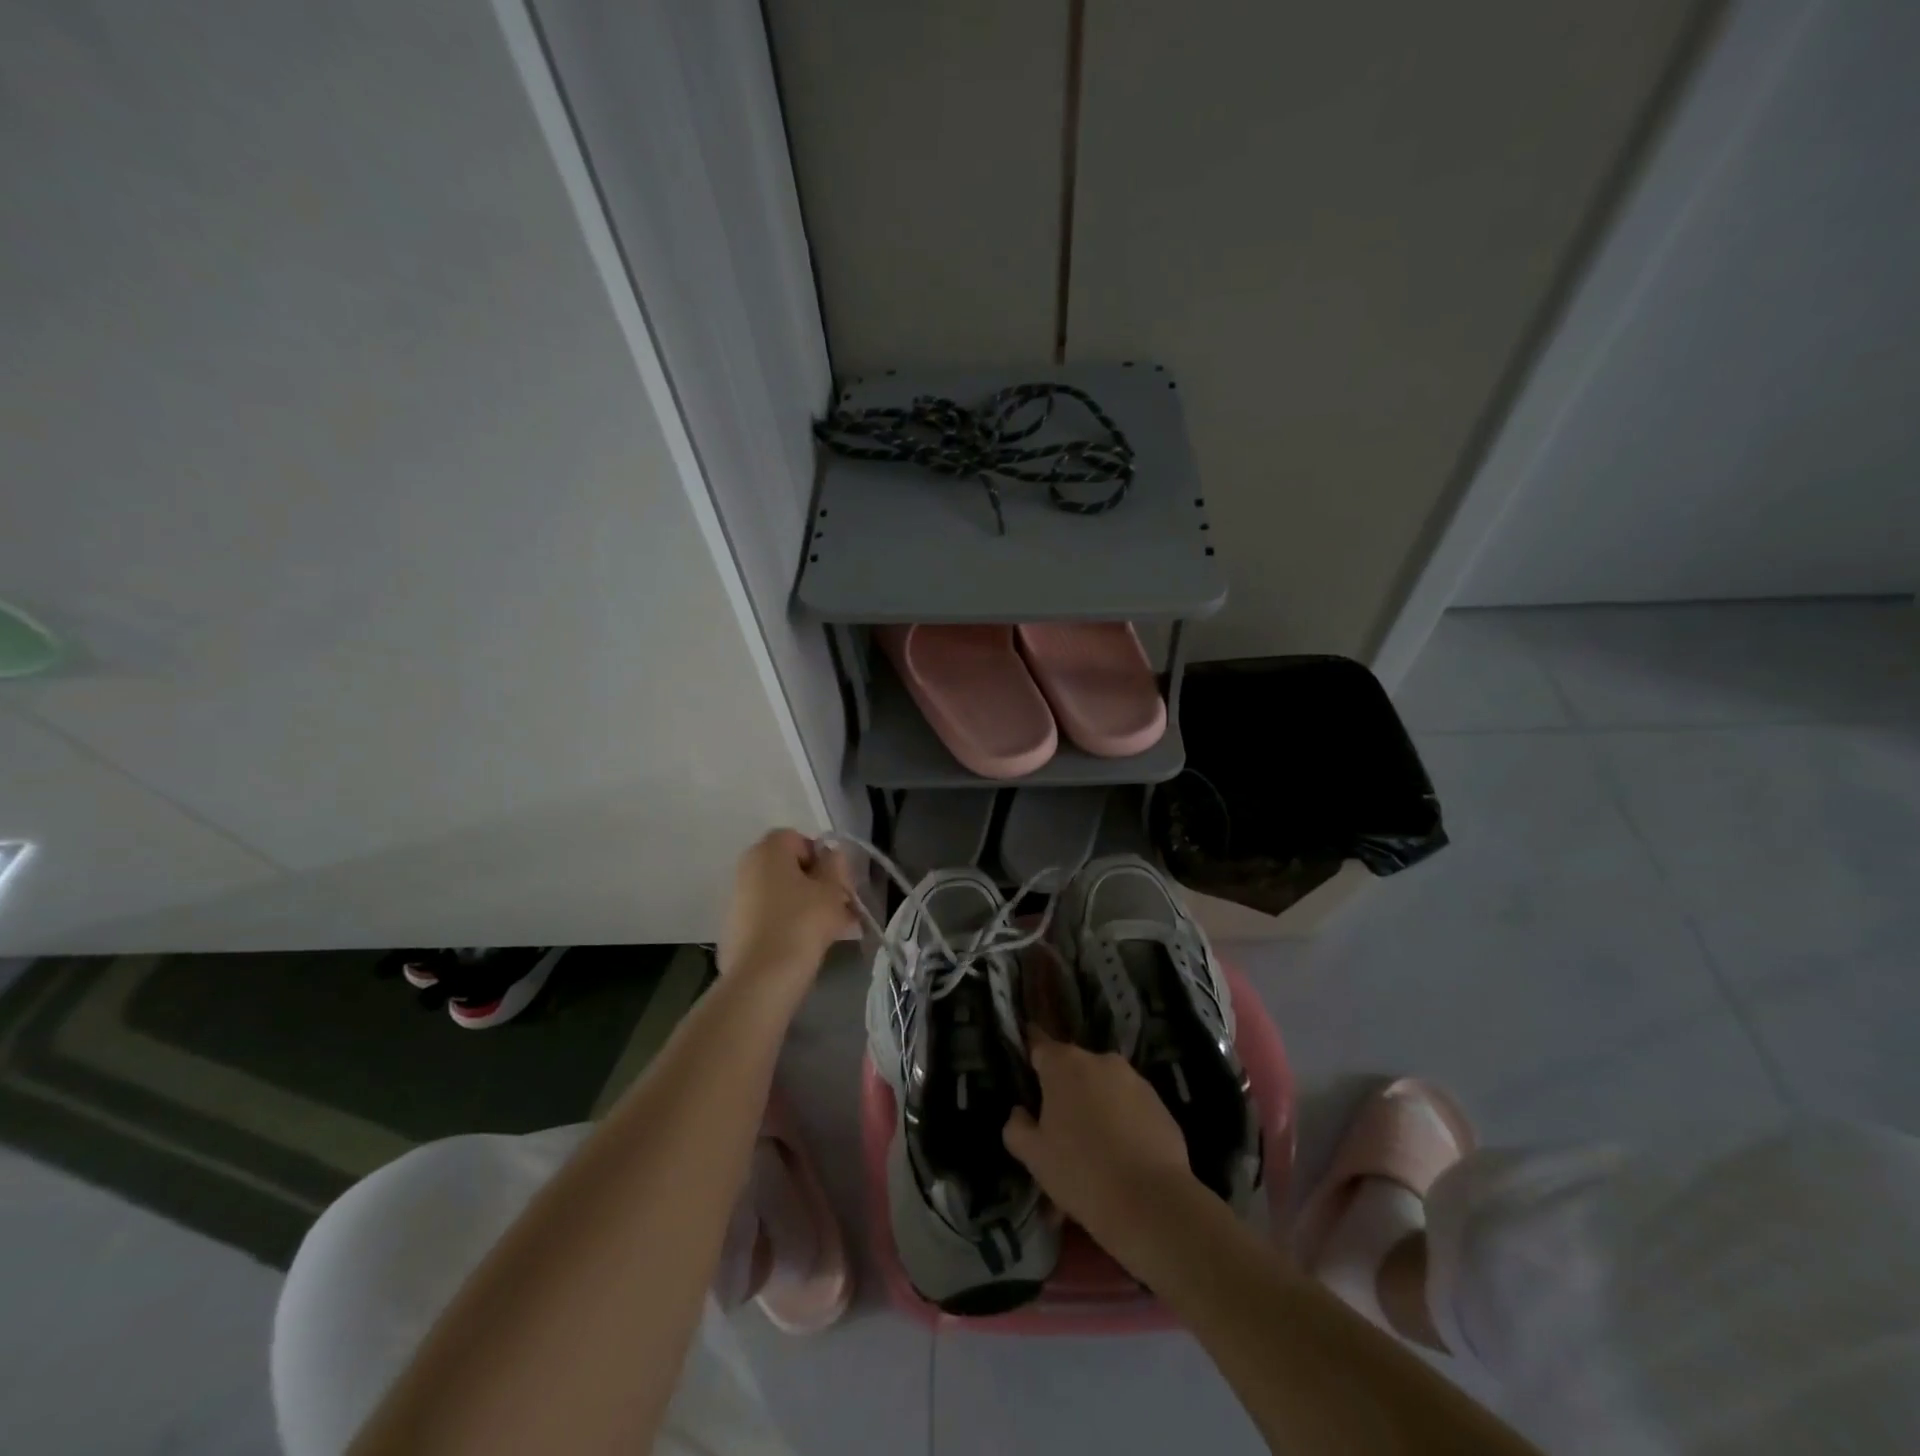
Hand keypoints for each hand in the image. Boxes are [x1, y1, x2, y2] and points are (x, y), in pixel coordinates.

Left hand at [717, 829, 854, 988]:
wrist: (761, 978)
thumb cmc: (801, 923)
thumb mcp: (830, 891)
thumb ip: (835, 866)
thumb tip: (831, 855)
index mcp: (767, 851)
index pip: (798, 839)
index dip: (821, 856)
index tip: (837, 881)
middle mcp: (747, 868)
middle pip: (788, 867)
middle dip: (816, 883)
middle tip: (840, 905)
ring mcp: (738, 899)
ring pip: (781, 893)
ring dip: (805, 904)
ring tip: (832, 929)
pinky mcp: (735, 929)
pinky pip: (769, 915)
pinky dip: (788, 922)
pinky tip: (808, 944)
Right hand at [1002, 1032, 1200, 1265]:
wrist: (1152, 1203)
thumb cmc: (1081, 1172)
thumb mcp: (1034, 1156)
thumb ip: (1017, 1127)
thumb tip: (1020, 1113)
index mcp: (1064, 1064)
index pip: (1038, 1044)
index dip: (1030, 1053)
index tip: (1026, 1067)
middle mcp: (1100, 1060)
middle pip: (1074, 1068)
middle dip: (1065, 1090)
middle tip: (1059, 1128)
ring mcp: (1135, 1080)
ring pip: (1104, 1088)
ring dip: (1096, 1106)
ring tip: (1094, 1150)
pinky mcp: (1160, 1103)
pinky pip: (1131, 1106)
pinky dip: (1123, 1122)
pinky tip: (1122, 1158)